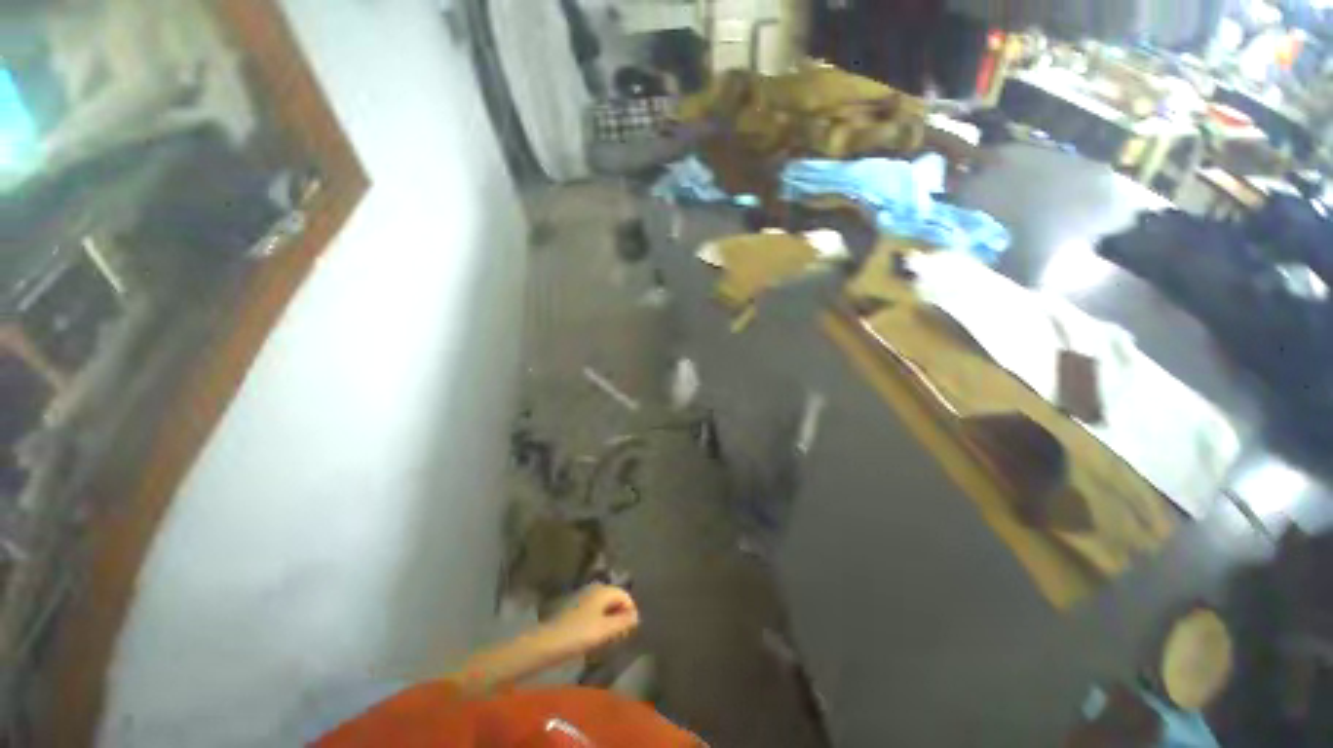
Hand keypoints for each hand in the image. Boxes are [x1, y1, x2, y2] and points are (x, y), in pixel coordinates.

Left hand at [544, 584, 639, 656]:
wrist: (548, 643)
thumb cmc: (579, 634)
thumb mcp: (605, 630)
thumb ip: (623, 622)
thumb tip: (637, 616)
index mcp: (604, 590)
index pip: (625, 596)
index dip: (631, 613)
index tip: (629, 632)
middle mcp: (595, 590)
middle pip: (616, 600)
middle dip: (621, 617)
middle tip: (620, 637)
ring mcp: (585, 599)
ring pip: (606, 608)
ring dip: (610, 622)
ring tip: (609, 640)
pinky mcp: (577, 610)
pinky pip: (596, 613)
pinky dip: (600, 623)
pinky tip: (596, 638)